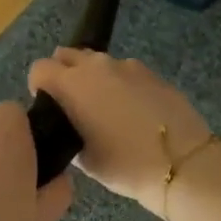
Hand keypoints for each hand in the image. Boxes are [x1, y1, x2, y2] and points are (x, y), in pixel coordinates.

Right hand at [27, 50, 211, 213]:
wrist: (182, 163)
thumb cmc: (124, 164)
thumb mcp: (84, 159)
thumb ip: (67, 132)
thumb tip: (68, 123)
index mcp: (72, 84)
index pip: (39, 68)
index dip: (38, 86)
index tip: (47, 107)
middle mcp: (97, 66)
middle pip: (67, 55)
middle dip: (62, 73)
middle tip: (71, 105)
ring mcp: (128, 66)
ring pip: (97, 62)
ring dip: (92, 78)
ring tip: (103, 109)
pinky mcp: (153, 74)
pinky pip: (125, 72)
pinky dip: (120, 85)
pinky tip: (131, 111)